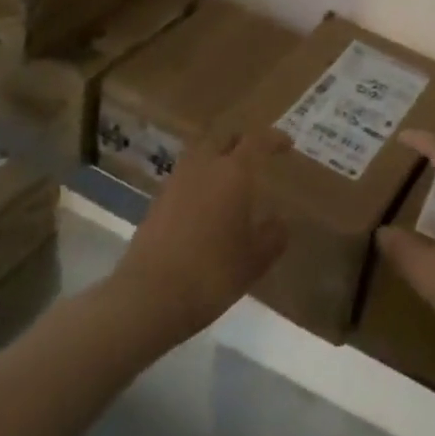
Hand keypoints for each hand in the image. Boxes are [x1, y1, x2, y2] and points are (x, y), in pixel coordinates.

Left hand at [113, 129, 288, 345]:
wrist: (148, 297)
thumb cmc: (211, 273)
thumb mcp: (254, 260)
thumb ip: (273, 236)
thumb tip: (279, 222)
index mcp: (233, 172)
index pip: (257, 141)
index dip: (273, 139)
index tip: (286, 145)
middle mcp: (204, 166)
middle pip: (224, 138)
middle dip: (242, 141)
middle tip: (255, 155)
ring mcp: (176, 181)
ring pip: (201, 153)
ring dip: (217, 157)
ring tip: (228, 177)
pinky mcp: (157, 201)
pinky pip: (185, 176)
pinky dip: (199, 178)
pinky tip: (204, 202)